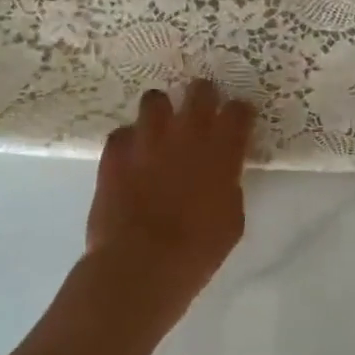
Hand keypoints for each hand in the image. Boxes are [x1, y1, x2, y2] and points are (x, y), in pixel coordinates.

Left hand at [85, 80, 255, 331]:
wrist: (140, 264)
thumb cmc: (197, 250)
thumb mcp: (231, 220)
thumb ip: (229, 186)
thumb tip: (222, 176)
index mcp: (222, 149)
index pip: (238, 110)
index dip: (239, 113)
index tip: (238, 120)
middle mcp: (187, 133)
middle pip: (200, 91)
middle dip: (203, 96)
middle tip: (201, 111)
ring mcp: (147, 138)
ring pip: (155, 99)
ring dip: (161, 112)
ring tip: (160, 128)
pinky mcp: (115, 152)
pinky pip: (122, 133)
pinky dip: (128, 141)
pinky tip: (131, 157)